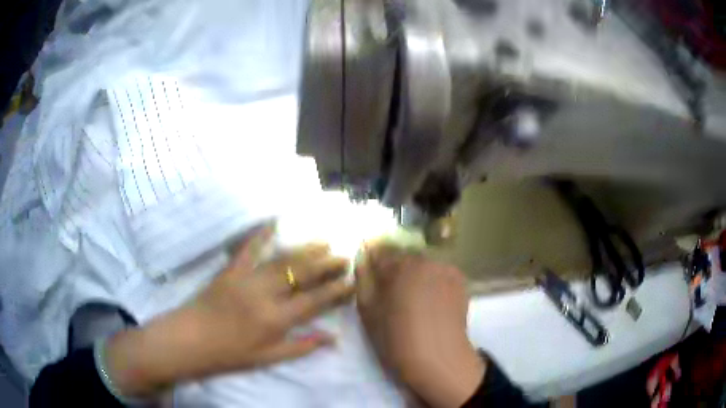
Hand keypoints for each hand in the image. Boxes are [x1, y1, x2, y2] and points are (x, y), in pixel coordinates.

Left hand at [104, 224, 354, 397]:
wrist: (189, 340)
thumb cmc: (230, 354)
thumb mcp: (268, 358)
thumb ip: (302, 346)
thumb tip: (333, 338)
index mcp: (276, 319)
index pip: (315, 301)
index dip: (336, 290)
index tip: (352, 280)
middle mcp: (265, 295)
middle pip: (301, 275)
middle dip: (326, 264)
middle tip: (344, 254)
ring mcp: (246, 278)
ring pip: (282, 260)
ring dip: (305, 249)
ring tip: (324, 240)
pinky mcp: (230, 269)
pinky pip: (248, 247)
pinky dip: (261, 233)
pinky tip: (275, 221)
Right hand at [355, 243, 484, 407]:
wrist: (438, 358)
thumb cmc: (396, 338)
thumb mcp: (368, 311)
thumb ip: (362, 279)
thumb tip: (362, 257)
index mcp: (398, 264)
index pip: (379, 249)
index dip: (372, 261)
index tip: (371, 277)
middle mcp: (424, 259)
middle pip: (403, 255)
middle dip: (394, 268)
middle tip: (391, 293)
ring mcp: (445, 268)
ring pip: (422, 264)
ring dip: (414, 274)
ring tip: (413, 300)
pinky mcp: (459, 280)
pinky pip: (439, 273)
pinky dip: (432, 281)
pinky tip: (432, 302)